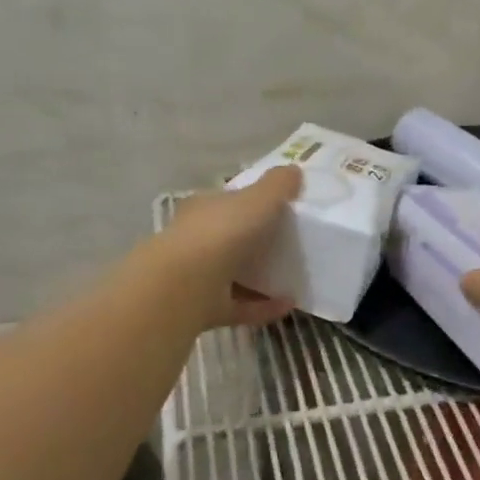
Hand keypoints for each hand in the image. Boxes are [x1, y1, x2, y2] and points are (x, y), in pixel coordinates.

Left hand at [157, 166, 303, 328]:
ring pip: (232, 275)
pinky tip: (289, 305)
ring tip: (294, 278)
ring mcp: (197, 277)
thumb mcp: (258, 199)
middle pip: (229, 239)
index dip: (251, 204)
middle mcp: (196, 240)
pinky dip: (263, 306)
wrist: (185, 285)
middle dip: (256, 243)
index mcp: (204, 209)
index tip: (280, 210)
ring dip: (261, 278)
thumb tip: (295, 170)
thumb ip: (278, 185)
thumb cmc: (222, 233)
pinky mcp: (204, 309)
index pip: (227, 202)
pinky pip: (240, 306)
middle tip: (291, 246)